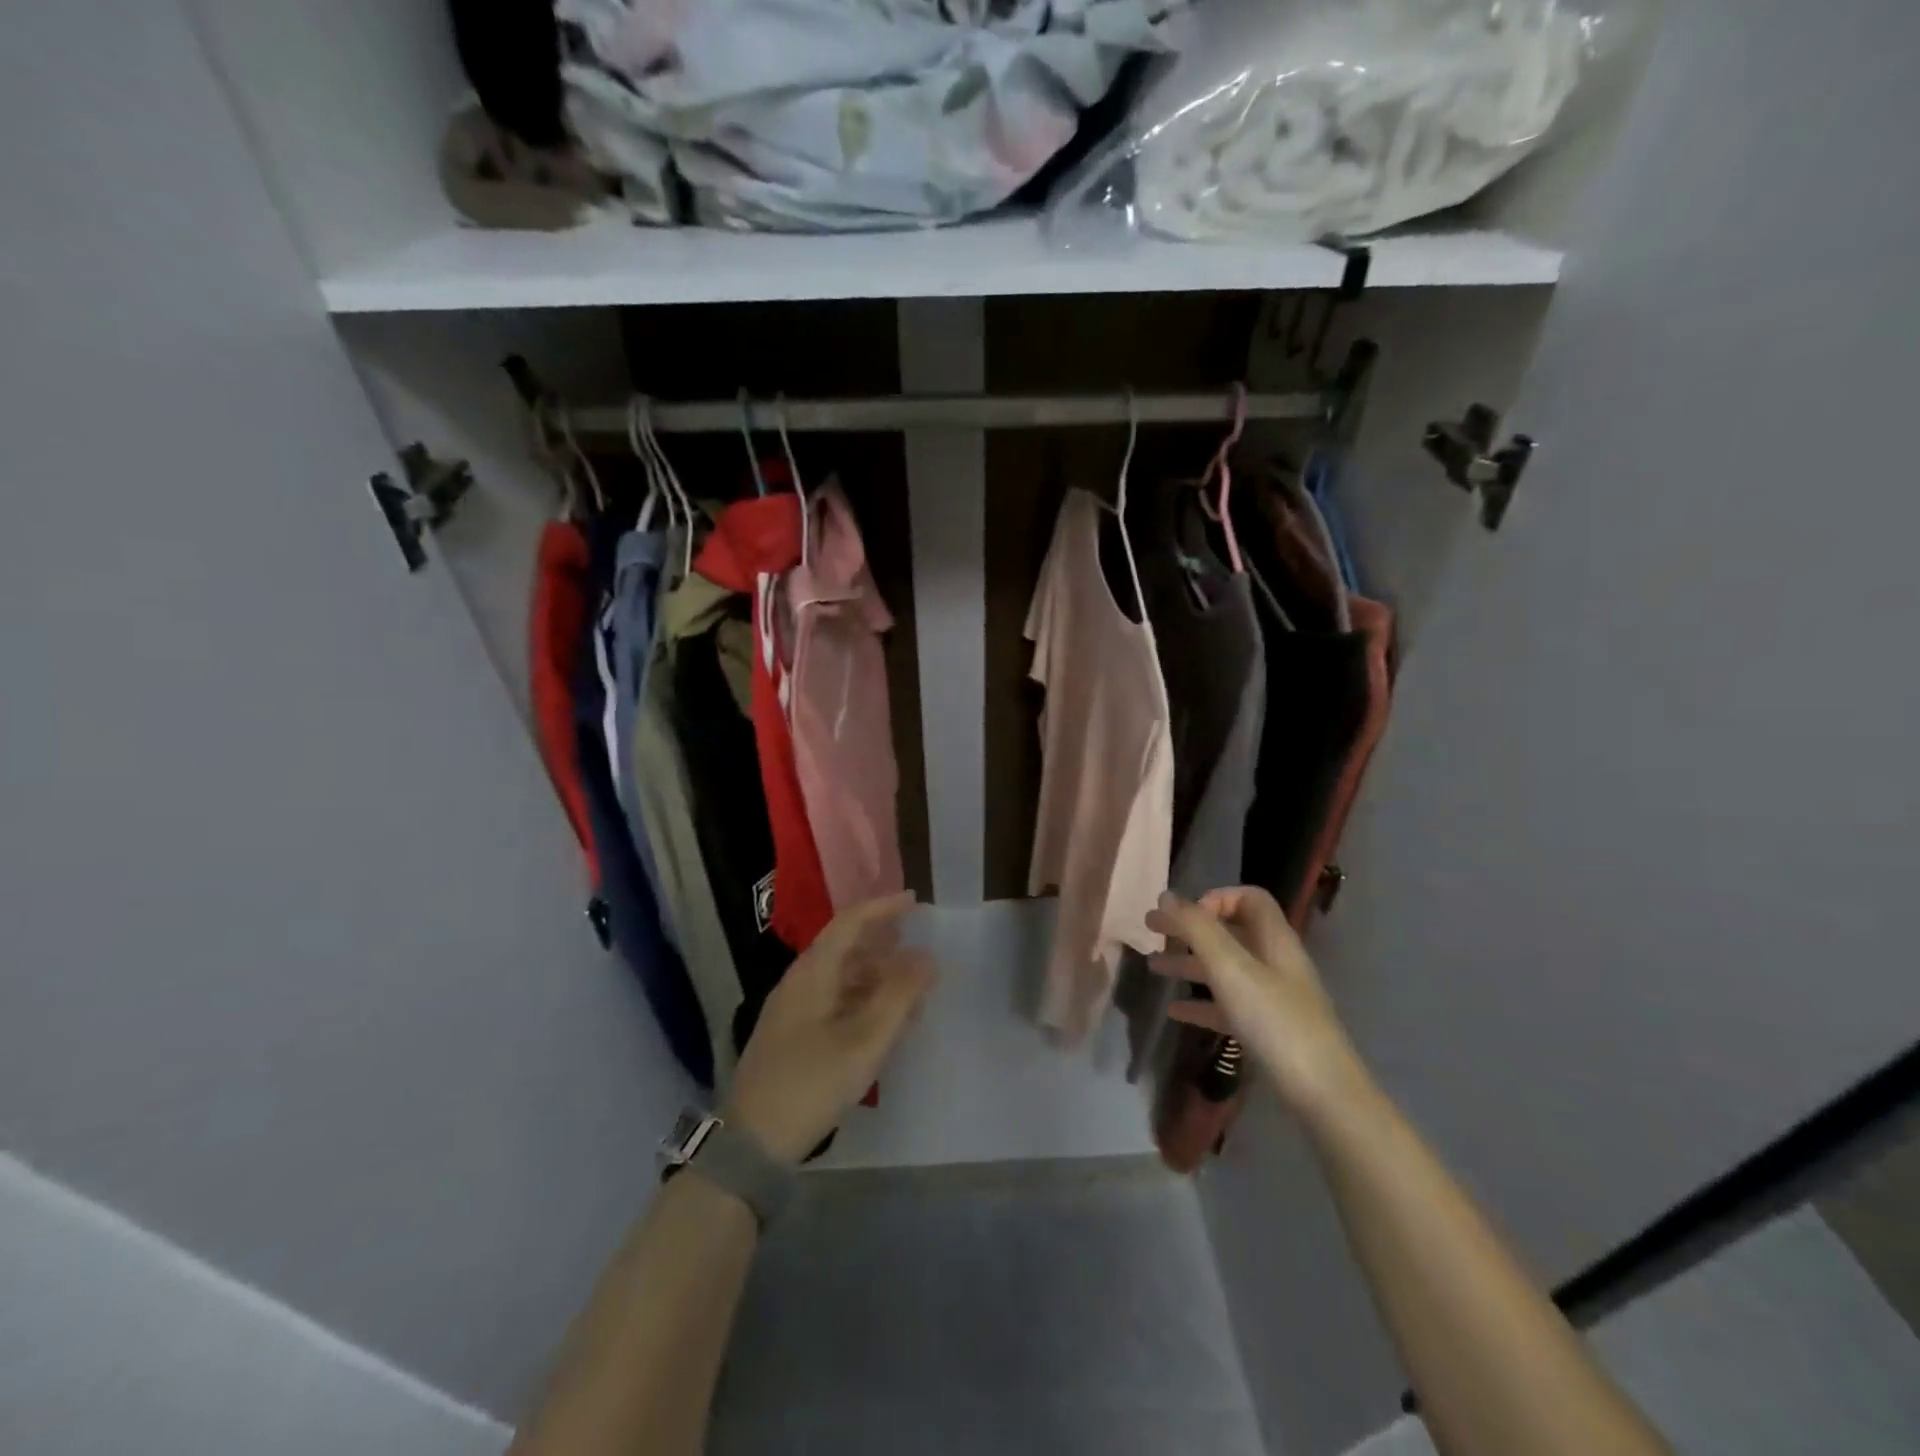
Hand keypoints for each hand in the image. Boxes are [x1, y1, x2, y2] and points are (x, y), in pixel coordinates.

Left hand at [723, 892, 933, 1162]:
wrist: (752, 1144)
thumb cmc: (810, 1083)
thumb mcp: (864, 1040)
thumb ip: (899, 995)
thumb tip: (927, 956)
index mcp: (812, 973)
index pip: (849, 923)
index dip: (883, 908)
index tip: (915, 903)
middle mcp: (800, 983)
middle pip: (847, 949)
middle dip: (886, 946)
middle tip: (921, 950)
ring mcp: (794, 1011)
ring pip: (843, 978)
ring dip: (879, 978)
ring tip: (914, 992)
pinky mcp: (794, 1036)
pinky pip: (837, 1003)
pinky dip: (866, 1003)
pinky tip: (887, 1023)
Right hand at [1146, 887, 1371, 1120]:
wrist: (1324, 1096)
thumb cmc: (1276, 1022)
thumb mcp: (1231, 969)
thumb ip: (1197, 929)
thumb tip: (1166, 896)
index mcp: (1274, 939)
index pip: (1248, 898)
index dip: (1214, 898)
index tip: (1184, 918)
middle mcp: (1274, 962)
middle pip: (1229, 932)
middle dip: (1189, 928)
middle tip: (1150, 929)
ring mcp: (1272, 998)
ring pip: (1224, 969)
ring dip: (1188, 963)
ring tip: (1152, 967)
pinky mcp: (1266, 1030)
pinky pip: (1227, 1006)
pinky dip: (1199, 1003)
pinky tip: (1173, 1012)